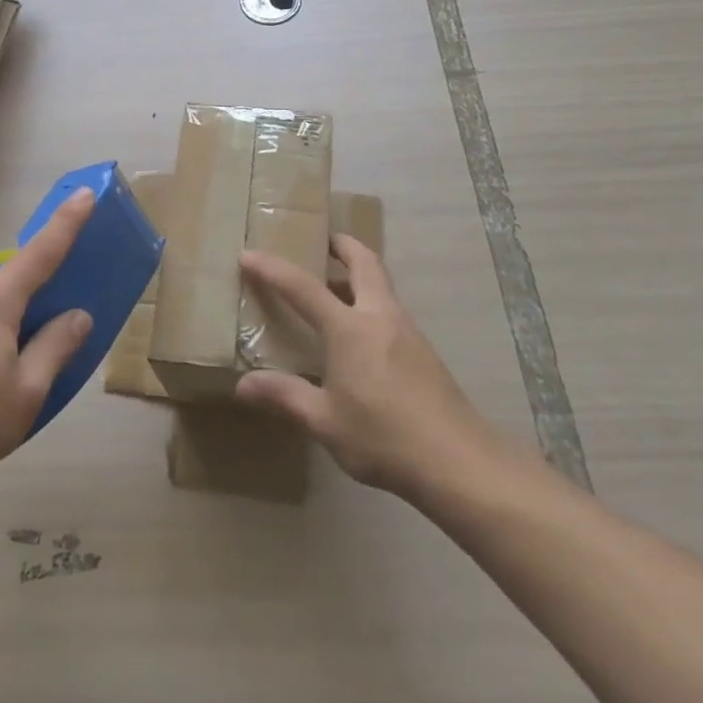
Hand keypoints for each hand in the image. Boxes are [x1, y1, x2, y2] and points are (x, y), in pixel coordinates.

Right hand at [236, 235, 508, 502]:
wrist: (459, 462)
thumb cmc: (384, 437)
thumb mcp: (325, 422)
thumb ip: (285, 396)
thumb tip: (243, 385)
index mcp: (349, 329)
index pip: (303, 287)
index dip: (273, 269)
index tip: (249, 254)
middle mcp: (380, 317)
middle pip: (364, 262)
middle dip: (342, 245)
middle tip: (322, 240)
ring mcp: (407, 331)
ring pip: (382, 285)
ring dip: (359, 274)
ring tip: (334, 288)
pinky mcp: (424, 352)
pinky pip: (390, 311)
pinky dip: (370, 304)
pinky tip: (360, 338)